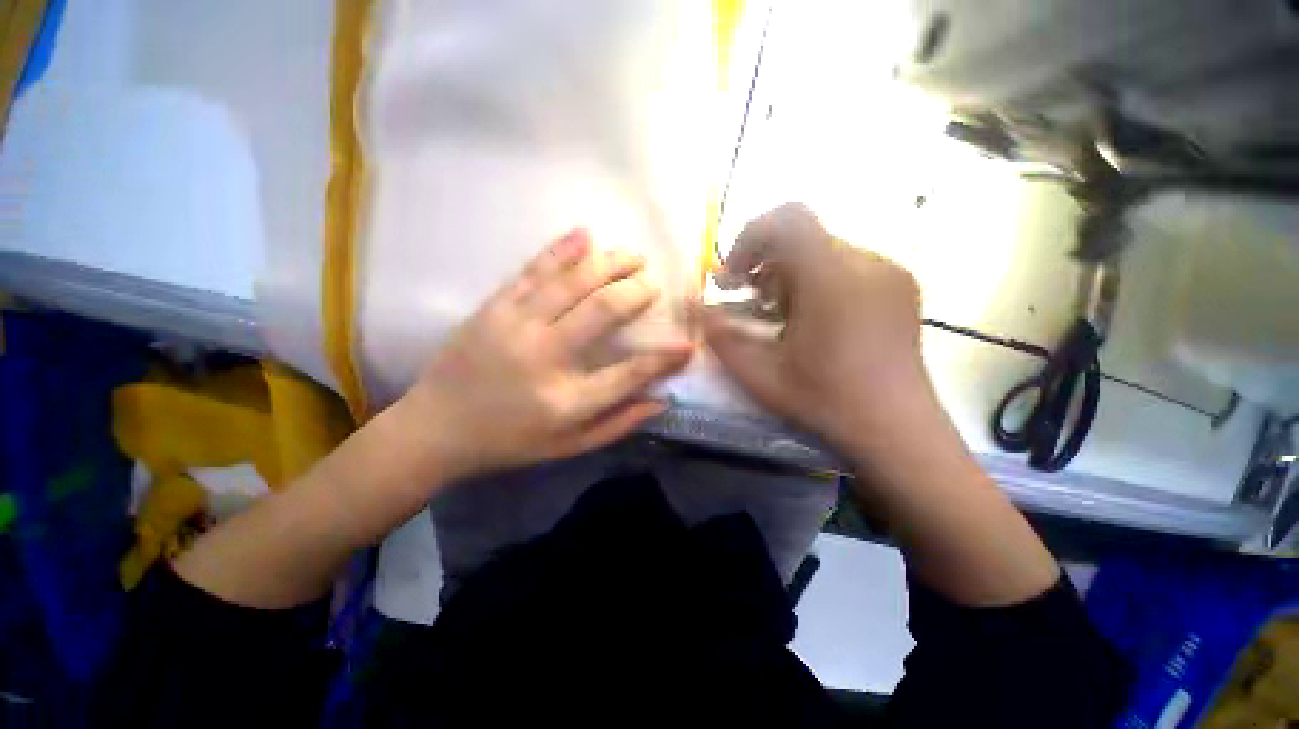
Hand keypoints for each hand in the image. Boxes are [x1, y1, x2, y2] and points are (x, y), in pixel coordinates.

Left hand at [400, 228, 693, 481]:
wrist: (435, 428)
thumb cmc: (508, 442)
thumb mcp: (567, 448)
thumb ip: (616, 424)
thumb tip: (660, 400)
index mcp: (566, 401)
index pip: (629, 373)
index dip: (663, 358)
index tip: (686, 345)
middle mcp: (544, 357)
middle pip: (603, 311)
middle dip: (637, 292)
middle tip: (654, 284)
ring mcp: (515, 326)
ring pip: (572, 282)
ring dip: (609, 263)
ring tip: (634, 255)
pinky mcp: (494, 308)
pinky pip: (534, 271)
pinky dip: (562, 251)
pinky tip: (585, 235)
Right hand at [702, 204, 926, 452]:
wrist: (897, 429)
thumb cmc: (824, 400)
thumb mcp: (759, 372)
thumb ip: (719, 334)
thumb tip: (688, 304)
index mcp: (832, 278)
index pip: (786, 220)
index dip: (750, 238)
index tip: (735, 277)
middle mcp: (866, 262)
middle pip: (803, 236)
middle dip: (766, 263)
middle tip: (751, 300)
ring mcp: (889, 272)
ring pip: (824, 251)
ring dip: (791, 273)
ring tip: (781, 314)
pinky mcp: (901, 286)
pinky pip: (849, 265)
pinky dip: (819, 281)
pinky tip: (815, 320)